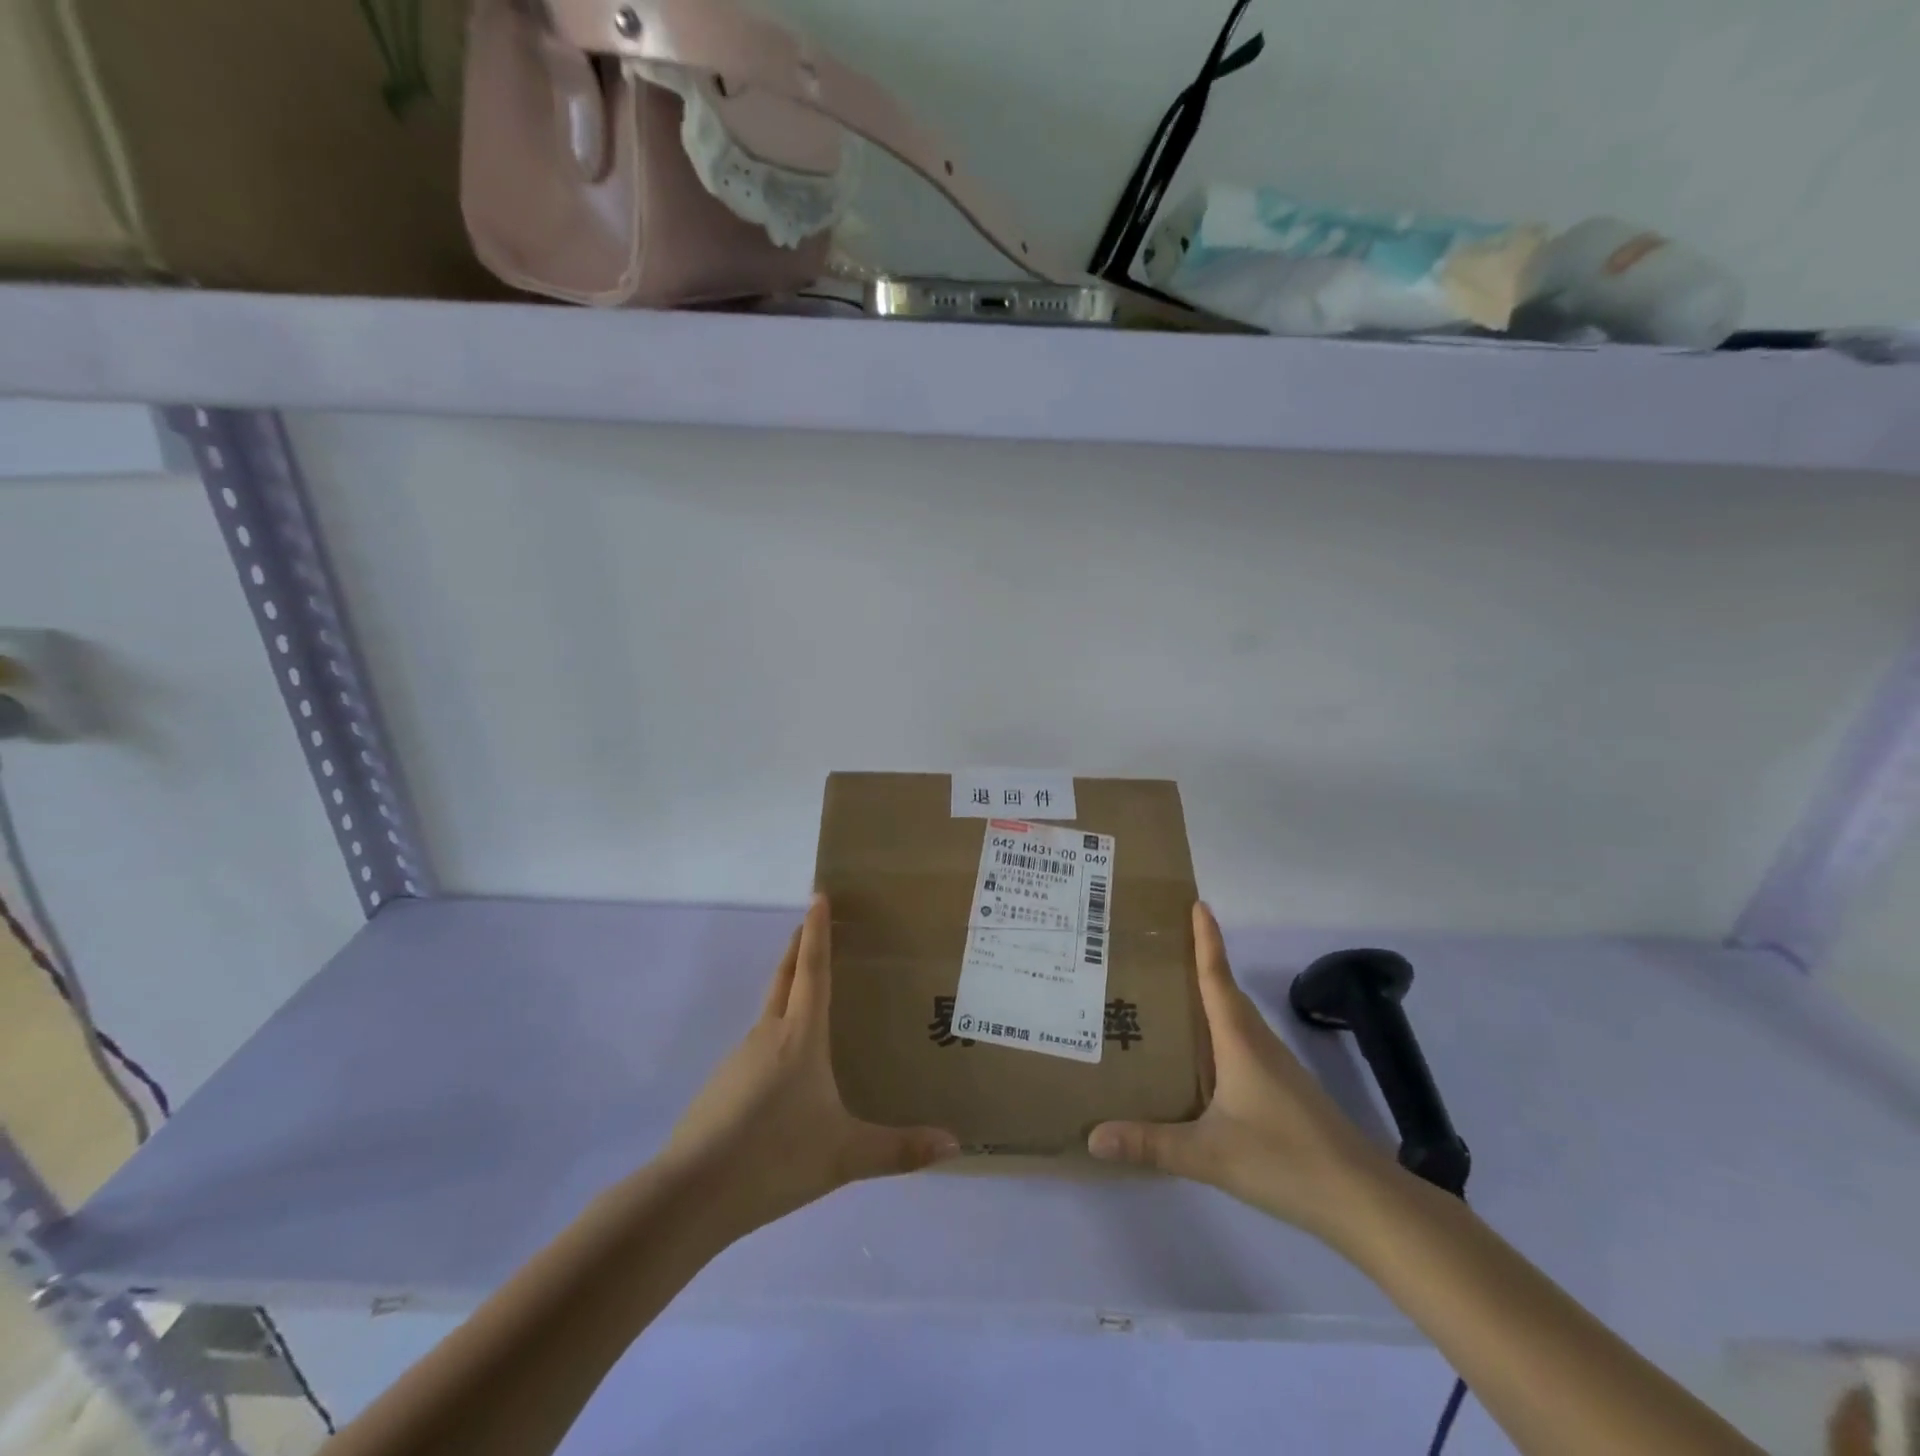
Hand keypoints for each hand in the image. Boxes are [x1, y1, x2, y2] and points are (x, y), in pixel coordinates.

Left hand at [658, 895, 959, 1237]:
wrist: (690, 1194)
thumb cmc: (774, 1158)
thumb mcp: (844, 1157)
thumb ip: (899, 1150)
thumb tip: (954, 1144)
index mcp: (799, 1037)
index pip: (812, 971)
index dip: (817, 932)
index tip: (818, 895)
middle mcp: (767, 1035)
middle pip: (784, 978)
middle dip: (798, 946)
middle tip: (810, 921)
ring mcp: (739, 1059)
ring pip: (769, 1012)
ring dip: (787, 989)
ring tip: (810, 994)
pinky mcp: (722, 1085)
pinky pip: (757, 1045)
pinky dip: (775, 1032)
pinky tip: (785, 1067)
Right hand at [1087, 903, 1395, 1241]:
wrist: (1364, 1200)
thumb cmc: (1285, 1159)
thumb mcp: (1209, 1154)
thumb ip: (1151, 1144)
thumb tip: (1093, 1137)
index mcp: (1239, 1041)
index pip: (1217, 977)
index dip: (1206, 939)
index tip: (1197, 903)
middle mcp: (1258, 1043)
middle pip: (1226, 992)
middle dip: (1199, 964)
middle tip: (1160, 951)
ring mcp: (1277, 1068)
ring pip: (1236, 1020)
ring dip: (1209, 1000)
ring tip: (1170, 1000)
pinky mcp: (1286, 1091)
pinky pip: (1244, 1045)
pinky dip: (1220, 1035)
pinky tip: (1203, 1060)